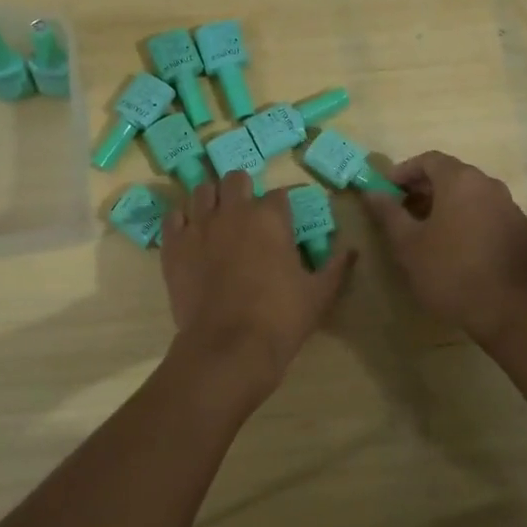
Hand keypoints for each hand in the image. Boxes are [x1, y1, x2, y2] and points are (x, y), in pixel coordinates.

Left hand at [161, 173, 356, 392]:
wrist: (228, 346)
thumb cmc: (280, 318)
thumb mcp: (319, 294)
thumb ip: (336, 267)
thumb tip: (352, 251)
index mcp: (270, 217)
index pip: (280, 194)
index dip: (284, 205)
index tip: (287, 218)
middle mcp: (233, 211)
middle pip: (236, 179)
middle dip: (244, 190)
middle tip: (249, 212)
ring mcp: (199, 226)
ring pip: (202, 191)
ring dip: (213, 198)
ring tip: (218, 216)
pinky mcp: (173, 246)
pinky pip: (173, 218)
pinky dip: (182, 221)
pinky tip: (191, 234)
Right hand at [362, 151, 526, 344]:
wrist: (510, 312)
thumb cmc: (450, 272)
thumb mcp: (407, 244)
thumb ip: (388, 213)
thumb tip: (371, 192)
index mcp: (460, 181)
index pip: (429, 160)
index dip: (405, 171)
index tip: (388, 190)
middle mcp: (490, 186)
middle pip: (454, 176)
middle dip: (426, 189)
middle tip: (405, 212)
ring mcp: (513, 209)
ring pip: (475, 197)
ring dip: (451, 207)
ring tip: (432, 233)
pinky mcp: (526, 234)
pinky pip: (492, 218)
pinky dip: (473, 224)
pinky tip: (463, 251)